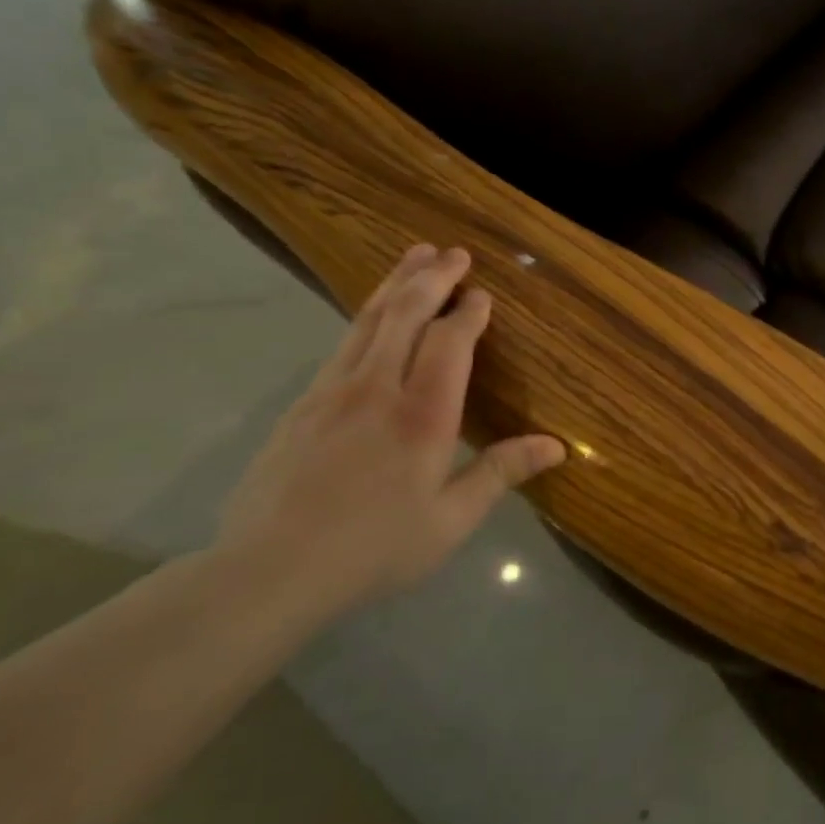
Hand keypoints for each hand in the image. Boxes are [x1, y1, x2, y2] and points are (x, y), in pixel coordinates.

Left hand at [212, 244, 566, 611]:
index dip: (468, 313)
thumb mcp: (451, 520)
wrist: (267, 571)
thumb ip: (501, 472)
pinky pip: (342, 344)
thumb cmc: (374, 548)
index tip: (482, 294)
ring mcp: (332, 392)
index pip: (449, 343)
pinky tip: (372, 315)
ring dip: (395, 284)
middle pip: (404, 315)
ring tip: (414, 256)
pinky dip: (365, 316)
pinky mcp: (302, 405)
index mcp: (422, 416)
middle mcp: (377, 389)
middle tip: (452, 252)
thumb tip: (557, 446)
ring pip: (367, 321)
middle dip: (432, 278)